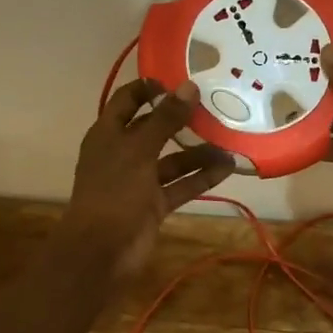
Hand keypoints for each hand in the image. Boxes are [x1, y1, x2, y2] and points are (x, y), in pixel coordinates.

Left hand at [58, 78, 233, 277]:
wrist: (101, 252)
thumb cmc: (114, 191)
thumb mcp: (139, 150)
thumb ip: (165, 119)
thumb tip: (189, 87)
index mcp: (108, 134)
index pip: (127, 100)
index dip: (150, 87)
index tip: (180, 80)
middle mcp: (123, 153)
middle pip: (154, 128)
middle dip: (182, 119)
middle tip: (214, 105)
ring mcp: (139, 180)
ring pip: (172, 159)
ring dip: (199, 151)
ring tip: (231, 140)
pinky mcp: (154, 204)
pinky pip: (181, 184)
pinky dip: (202, 177)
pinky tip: (229, 168)